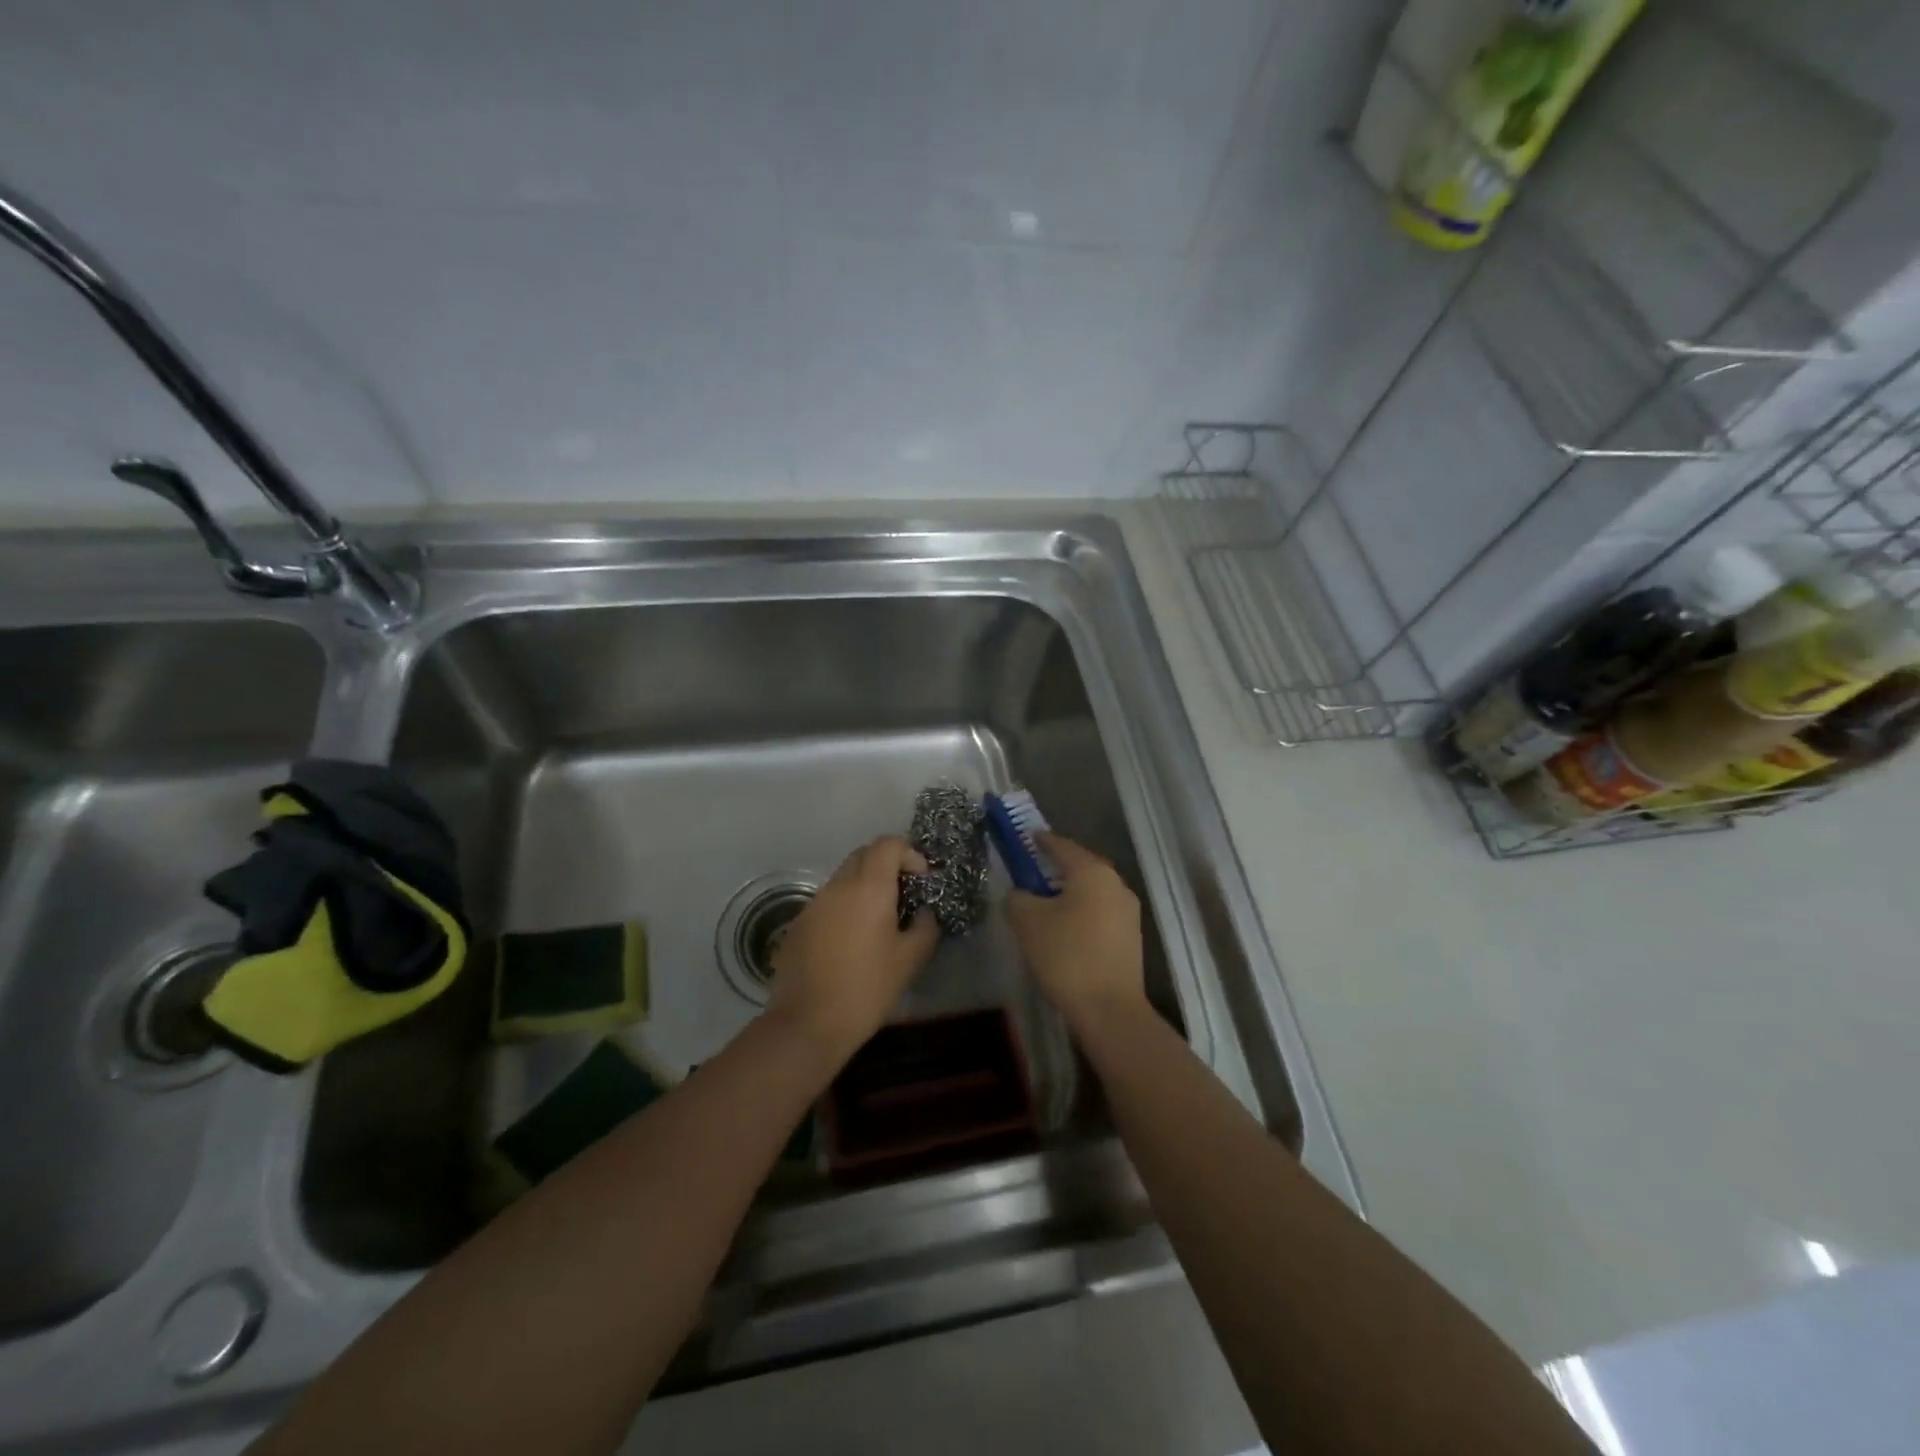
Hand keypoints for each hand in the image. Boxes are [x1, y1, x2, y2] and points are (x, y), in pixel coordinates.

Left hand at [768, 835, 939, 1061]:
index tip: (921, 879)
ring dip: (864, 887)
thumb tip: (924, 912)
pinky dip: (845, 907)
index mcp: (868, 888)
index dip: (909, 853)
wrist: (808, 1023)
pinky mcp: (798, 924)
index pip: (888, 844)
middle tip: (903, 894)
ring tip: (879, 921)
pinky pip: (827, 902)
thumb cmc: (867, 989)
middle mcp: (838, 886)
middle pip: (863, 855)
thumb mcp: (910, 960)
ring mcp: (813, 904)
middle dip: (887, 865)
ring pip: (843, 878)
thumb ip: (925, 927)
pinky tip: (851, 941)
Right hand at [1006, 833, 1145, 1031]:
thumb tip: (1020, 893)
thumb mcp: (1027, 923)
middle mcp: (1115, 883)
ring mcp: (1127, 909)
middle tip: (1030, 871)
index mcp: (1092, 872)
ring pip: (1091, 889)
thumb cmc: (1067, 956)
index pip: (1061, 845)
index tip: (1024, 838)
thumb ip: (1017, 897)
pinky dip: (1081, 910)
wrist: (1110, 1009)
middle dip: (1054, 866)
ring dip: (1068, 891)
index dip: (1040, 840)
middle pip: (1079, 866)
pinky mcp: (1131, 934)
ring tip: (1043, 902)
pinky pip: (1099, 910)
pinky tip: (1064, 926)